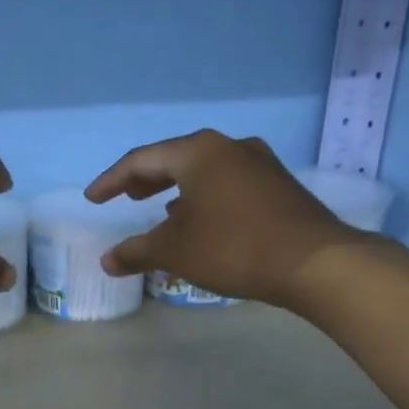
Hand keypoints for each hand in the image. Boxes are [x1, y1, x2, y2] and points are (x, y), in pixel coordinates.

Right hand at [84, 130, 358, 306]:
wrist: (314, 262)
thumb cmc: (233, 247)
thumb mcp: (175, 251)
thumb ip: (137, 251)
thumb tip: (106, 260)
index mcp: (198, 152)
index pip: (142, 160)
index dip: (112, 180)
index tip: (93, 199)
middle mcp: (229, 146)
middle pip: (176, 158)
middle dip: (146, 180)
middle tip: (126, 197)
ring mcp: (259, 163)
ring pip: (205, 171)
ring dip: (178, 189)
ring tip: (162, 211)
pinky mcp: (279, 184)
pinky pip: (229, 183)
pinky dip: (206, 197)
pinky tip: (205, 221)